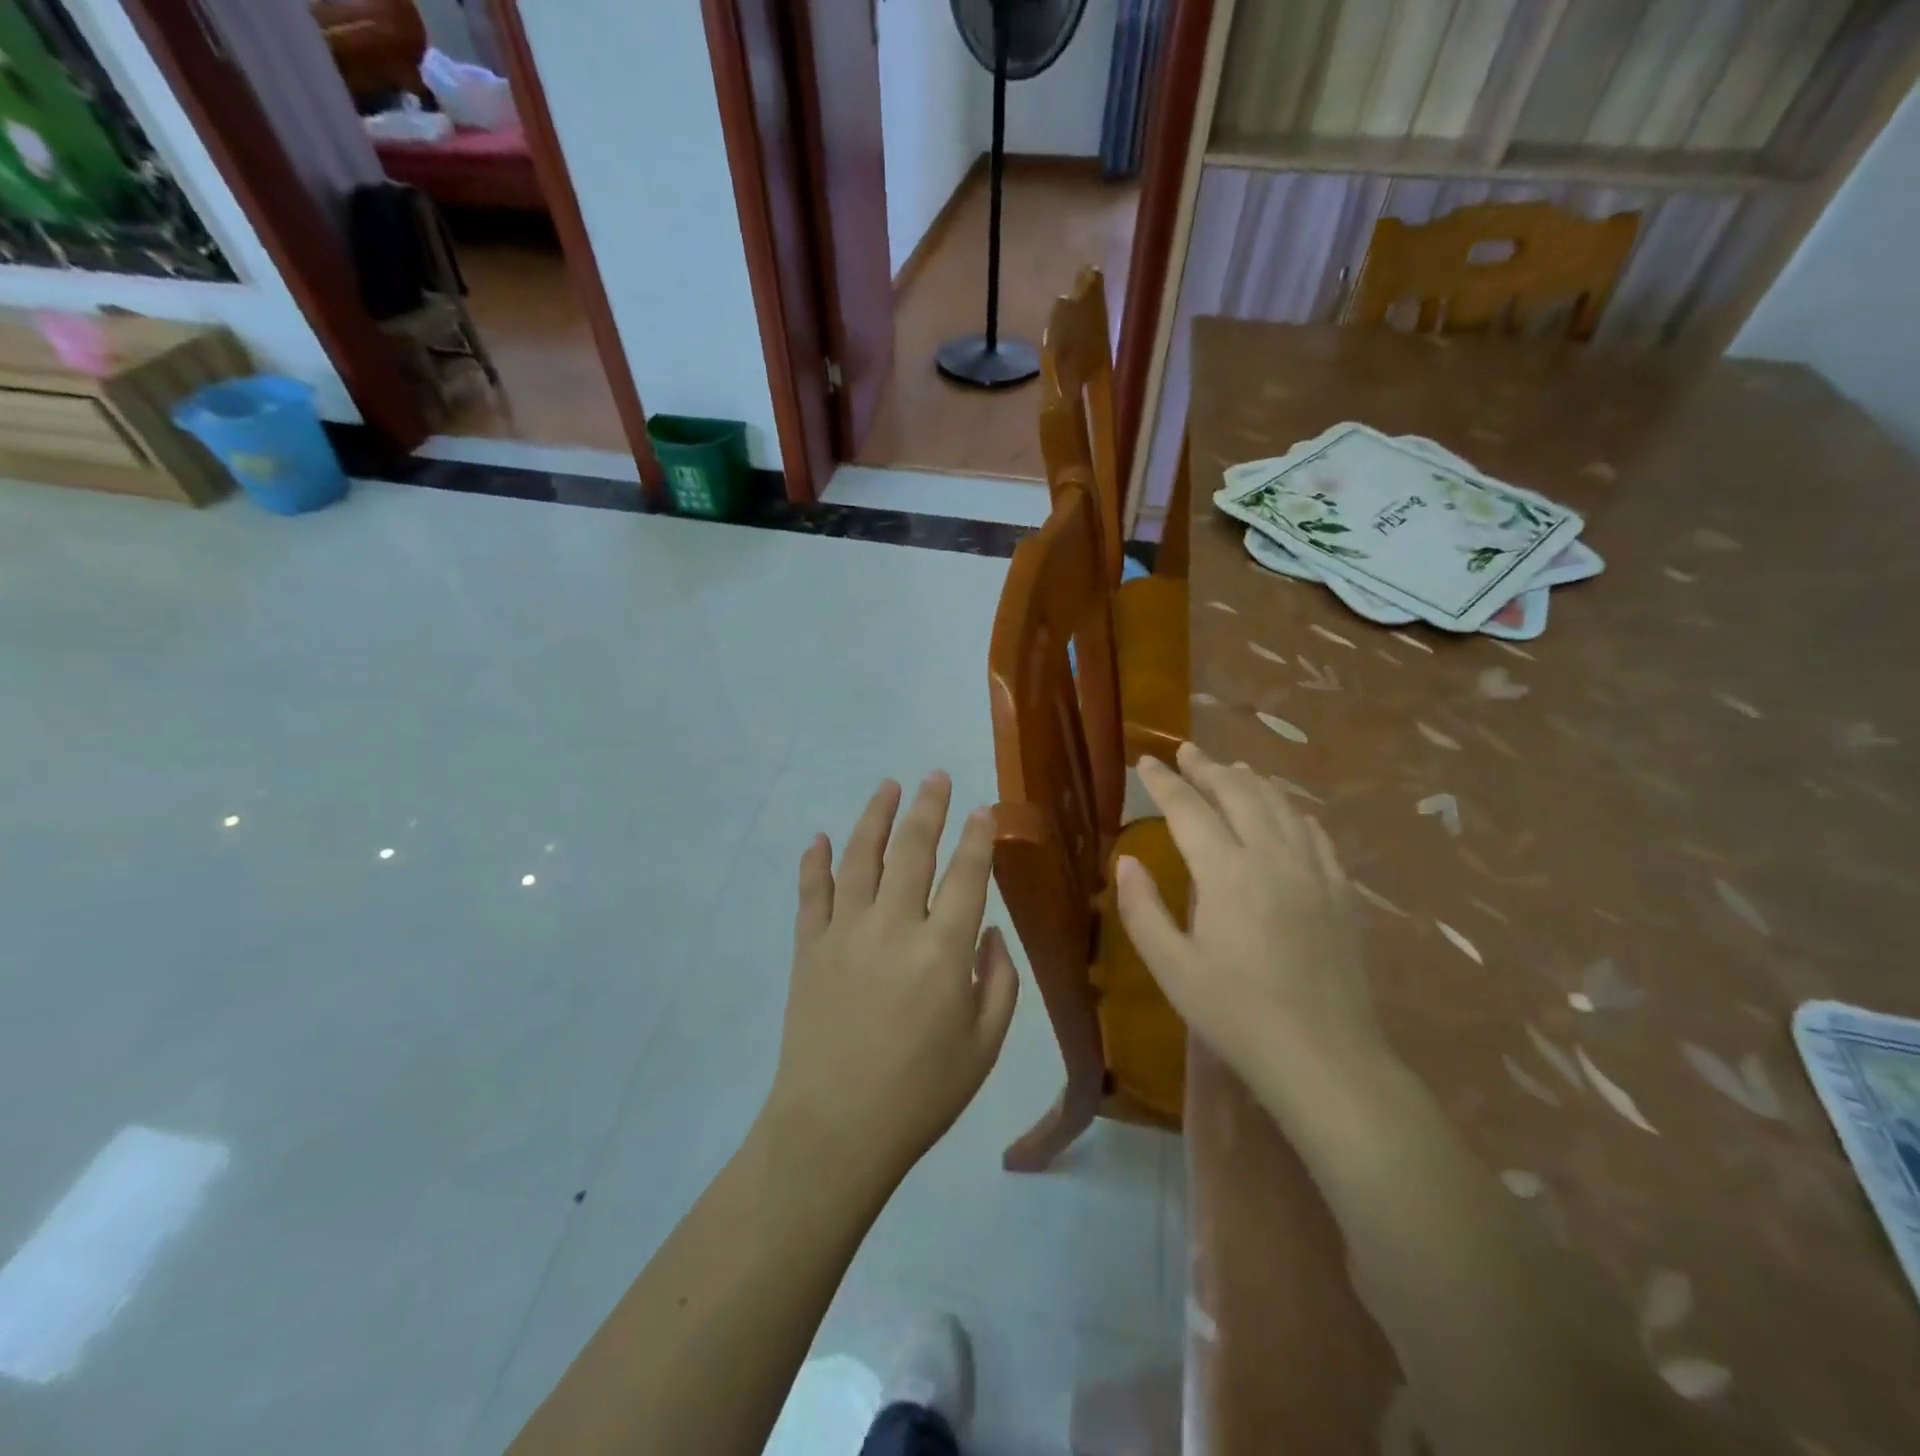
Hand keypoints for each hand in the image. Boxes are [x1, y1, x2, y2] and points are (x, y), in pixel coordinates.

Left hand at [763, 772, 1019, 1185]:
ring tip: (888, 786)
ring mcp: (845, 932)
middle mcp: (894, 925)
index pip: (966, 874)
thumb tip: (987, 932)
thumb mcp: (984, 1047)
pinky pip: (812, 893)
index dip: (977, 837)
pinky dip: (815, 862)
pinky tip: (820, 838)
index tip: (982, 810)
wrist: (835, 1130)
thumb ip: (998, 982)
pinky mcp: (808, 948)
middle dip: (929, 807)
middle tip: (936, 776)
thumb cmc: (921, 1094)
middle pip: (913, 850)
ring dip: (875, 817)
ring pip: (861, 857)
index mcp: (943, 950)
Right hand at [1114, 742, 1389, 1116]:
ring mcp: (1313, 871)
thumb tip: (1127, 860)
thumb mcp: (1172, 968)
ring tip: (1232, 769)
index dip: (1164, 782)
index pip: (1189, 809)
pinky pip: (1315, 833)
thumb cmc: (1236, 1015)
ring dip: (1251, 782)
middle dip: (1209, 768)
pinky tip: (1287, 810)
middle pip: (1239, 794)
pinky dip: (1293, 810)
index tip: (1147, 762)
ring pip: (1281, 806)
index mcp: (1226, 873)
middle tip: (1187, 751)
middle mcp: (1272, 858)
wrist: (1325, 1058)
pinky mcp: (1340, 892)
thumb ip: (1142, 909)